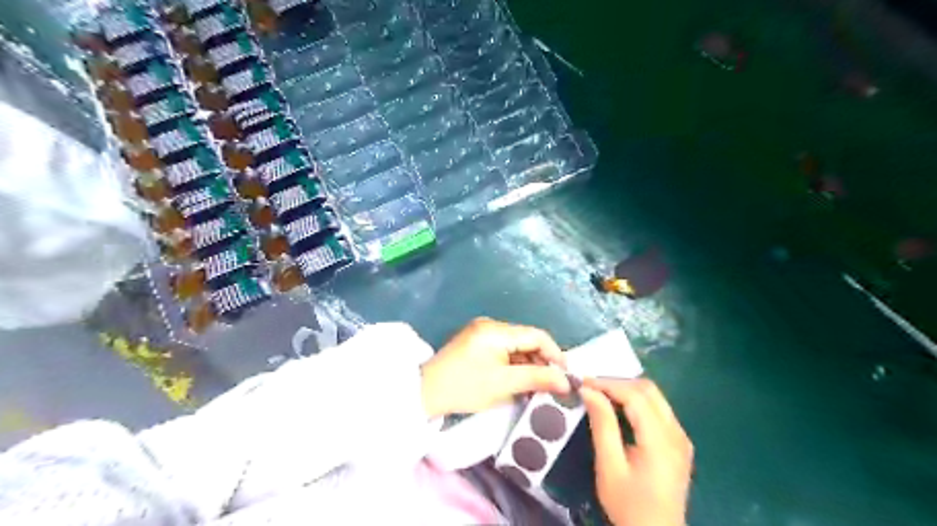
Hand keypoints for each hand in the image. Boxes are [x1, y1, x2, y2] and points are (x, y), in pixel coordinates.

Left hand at [419, 319, 565, 416]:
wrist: (424, 393)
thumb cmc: (465, 387)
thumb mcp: (503, 384)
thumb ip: (537, 378)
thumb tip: (566, 381)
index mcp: (496, 330)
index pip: (536, 335)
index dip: (555, 354)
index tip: (565, 376)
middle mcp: (490, 325)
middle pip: (526, 339)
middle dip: (542, 360)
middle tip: (553, 384)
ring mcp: (482, 333)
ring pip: (516, 346)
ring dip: (528, 364)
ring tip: (537, 386)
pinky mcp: (476, 343)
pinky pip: (504, 350)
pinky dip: (514, 364)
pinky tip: (519, 380)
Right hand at [583, 377, 690, 525]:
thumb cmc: (629, 504)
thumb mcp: (609, 467)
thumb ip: (602, 425)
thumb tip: (589, 391)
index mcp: (661, 440)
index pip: (635, 395)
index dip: (608, 384)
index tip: (583, 382)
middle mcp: (676, 432)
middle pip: (649, 390)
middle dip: (618, 383)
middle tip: (591, 388)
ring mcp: (681, 437)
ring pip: (655, 397)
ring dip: (627, 390)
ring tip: (601, 395)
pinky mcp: (679, 442)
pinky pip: (659, 409)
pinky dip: (637, 401)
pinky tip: (620, 409)